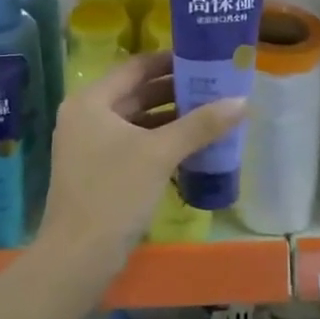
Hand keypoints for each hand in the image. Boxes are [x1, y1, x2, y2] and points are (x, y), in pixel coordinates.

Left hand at [39, 52, 243, 264]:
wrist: (77, 259)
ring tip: (209, 113)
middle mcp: (85, 116)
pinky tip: (190, 145)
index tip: (203, 59)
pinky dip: (158, 140)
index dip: (170, 61)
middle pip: (136, 92)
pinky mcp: (97, 170)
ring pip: (136, 119)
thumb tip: (243, 100)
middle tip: (213, 86)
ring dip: (169, 117)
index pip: (136, 67)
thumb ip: (200, 124)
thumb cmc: (114, 194)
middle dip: (174, 90)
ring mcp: (88, 145)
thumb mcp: (160, 154)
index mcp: (91, 101)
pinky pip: (132, 143)